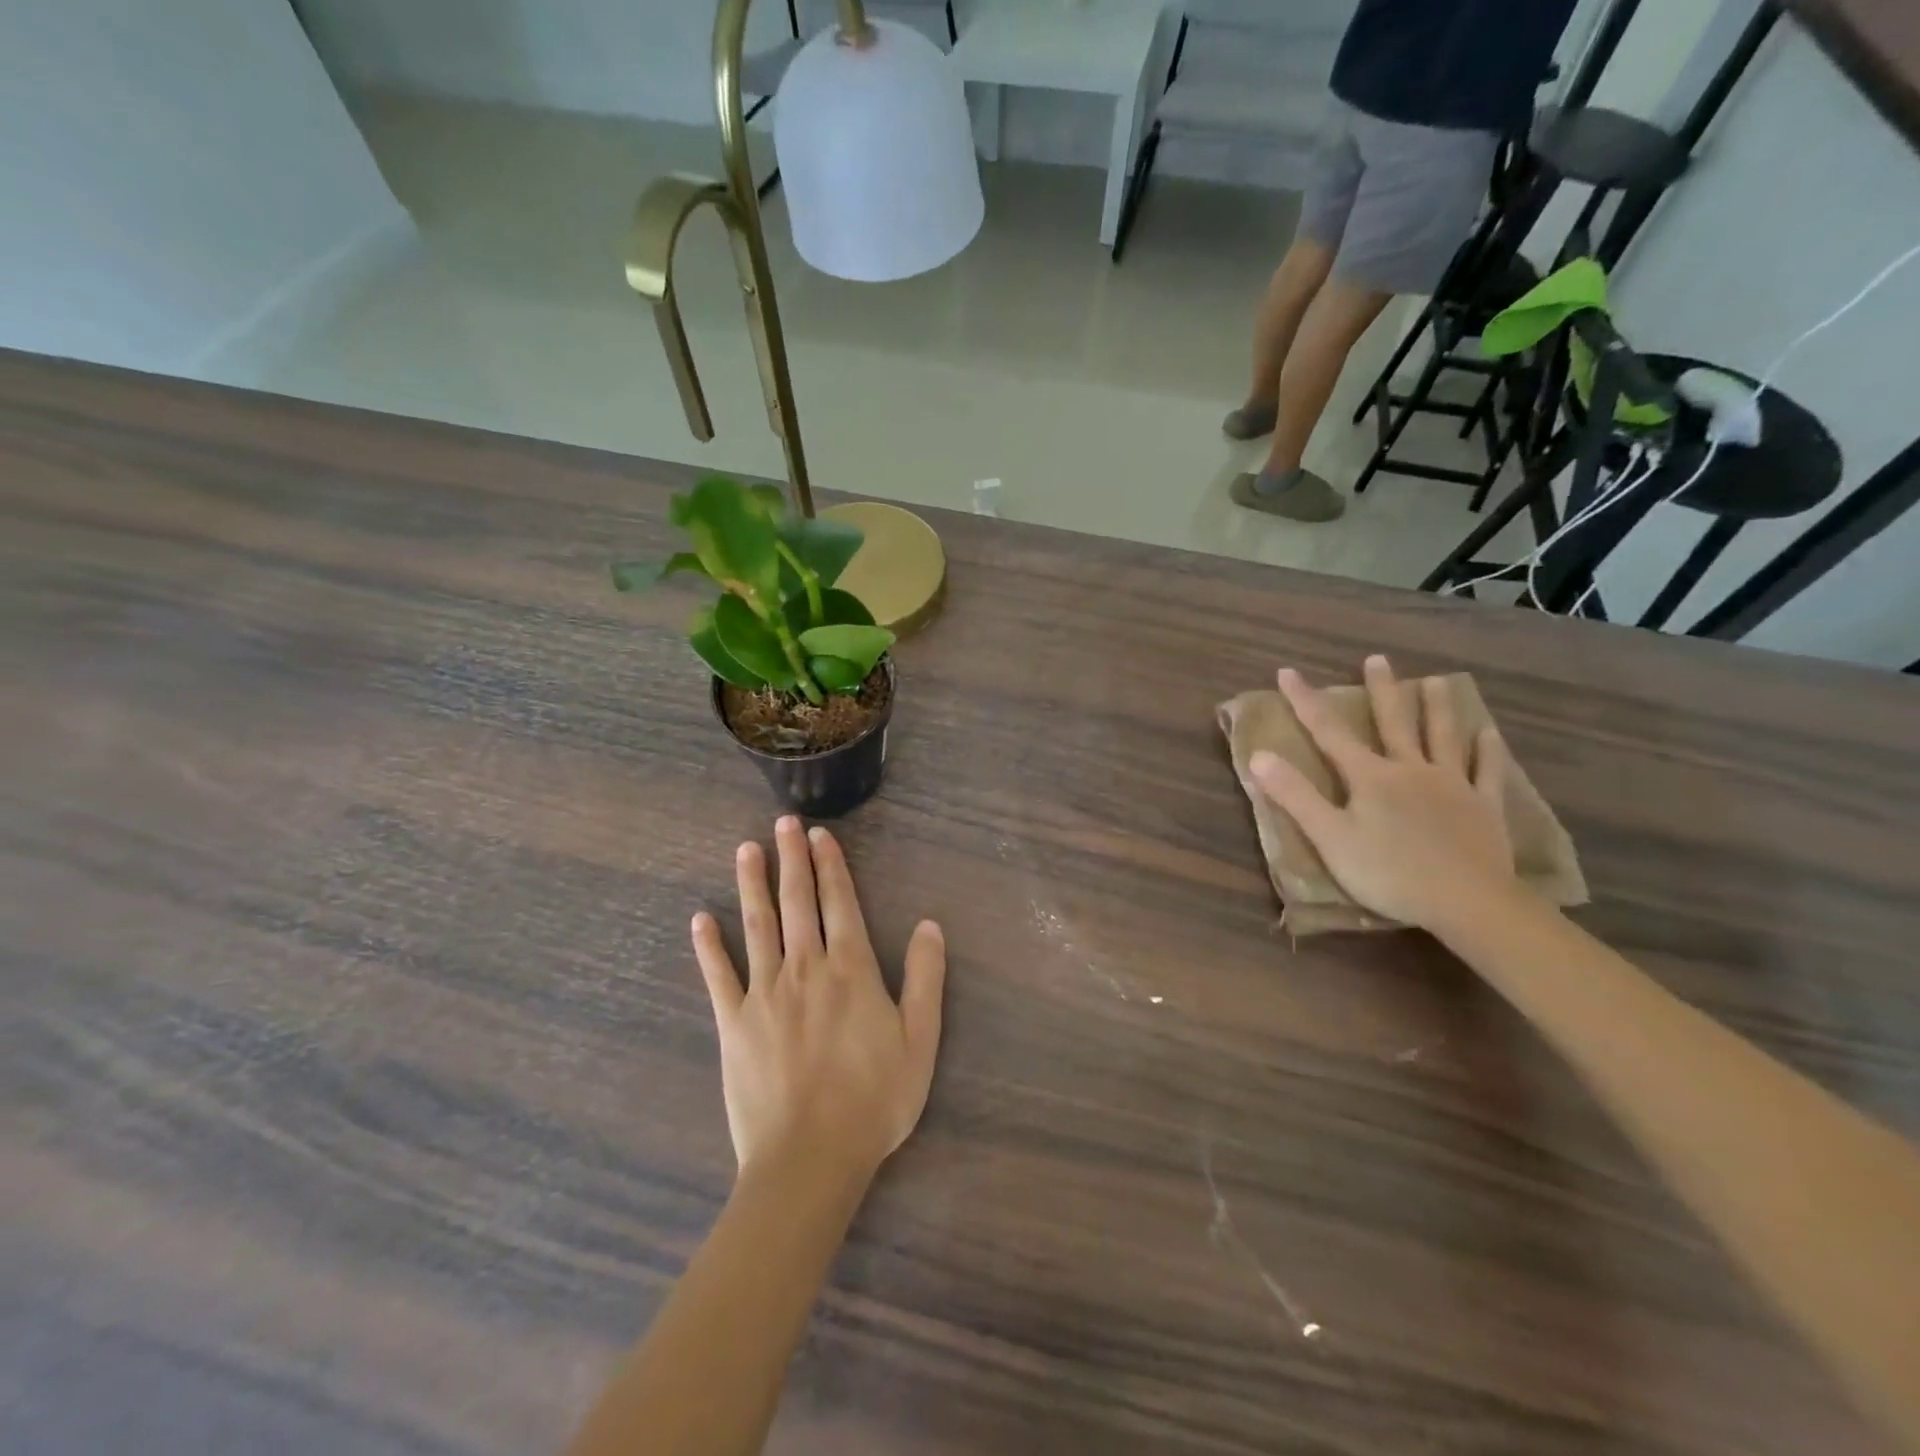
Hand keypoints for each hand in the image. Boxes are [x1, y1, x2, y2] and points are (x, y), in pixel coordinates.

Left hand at [691, 817, 945, 1184]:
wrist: (810, 1158)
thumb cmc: (873, 1100)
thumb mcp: (920, 1040)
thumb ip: (925, 978)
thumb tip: (929, 925)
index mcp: (851, 970)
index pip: (839, 903)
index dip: (831, 866)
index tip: (819, 835)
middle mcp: (805, 968)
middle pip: (797, 902)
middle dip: (792, 859)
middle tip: (783, 823)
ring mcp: (764, 993)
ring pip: (758, 925)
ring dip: (752, 884)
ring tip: (746, 849)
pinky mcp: (733, 1023)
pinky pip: (718, 975)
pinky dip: (708, 946)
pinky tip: (700, 918)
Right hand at [1250, 655, 1519, 931]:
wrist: (1469, 903)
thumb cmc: (1389, 873)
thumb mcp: (1329, 838)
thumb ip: (1295, 795)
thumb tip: (1259, 755)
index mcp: (1370, 777)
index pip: (1330, 732)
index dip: (1306, 701)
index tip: (1288, 672)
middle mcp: (1411, 770)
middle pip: (1394, 723)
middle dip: (1381, 690)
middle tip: (1377, 660)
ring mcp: (1452, 786)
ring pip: (1443, 737)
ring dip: (1437, 707)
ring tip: (1435, 681)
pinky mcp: (1484, 808)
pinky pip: (1486, 772)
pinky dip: (1487, 752)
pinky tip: (1489, 735)